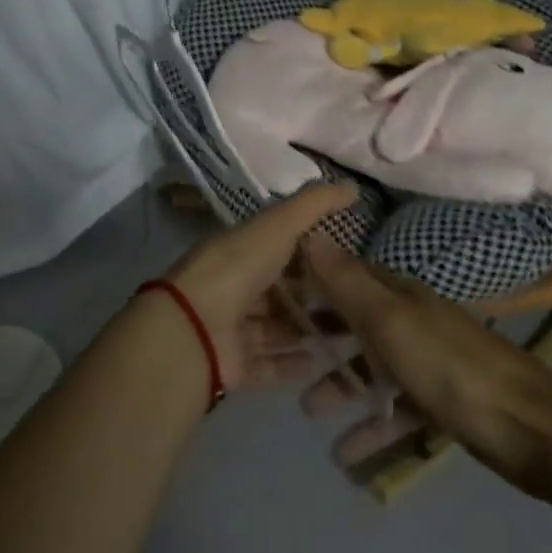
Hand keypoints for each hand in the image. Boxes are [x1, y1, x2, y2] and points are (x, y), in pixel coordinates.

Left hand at [162, 182, 358, 391]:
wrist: (195, 326)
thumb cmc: (238, 267)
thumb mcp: (278, 225)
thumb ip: (314, 205)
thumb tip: (352, 188)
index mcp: (242, 248)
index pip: (280, 246)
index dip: (311, 250)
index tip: (348, 258)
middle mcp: (236, 285)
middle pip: (280, 290)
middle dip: (314, 295)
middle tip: (356, 303)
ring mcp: (234, 327)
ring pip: (277, 328)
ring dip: (307, 330)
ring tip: (349, 335)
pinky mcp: (235, 364)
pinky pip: (269, 364)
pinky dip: (292, 364)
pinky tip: (322, 364)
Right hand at [300, 233, 551, 485]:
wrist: (532, 427)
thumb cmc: (450, 366)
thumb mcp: (390, 320)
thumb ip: (348, 283)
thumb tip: (310, 232)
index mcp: (400, 294)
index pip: (347, 276)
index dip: (313, 281)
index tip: (275, 293)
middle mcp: (412, 320)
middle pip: (357, 322)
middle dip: (322, 337)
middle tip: (284, 355)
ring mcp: (429, 362)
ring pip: (374, 368)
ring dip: (342, 386)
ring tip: (309, 412)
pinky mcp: (444, 404)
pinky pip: (398, 411)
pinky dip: (373, 428)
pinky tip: (346, 457)